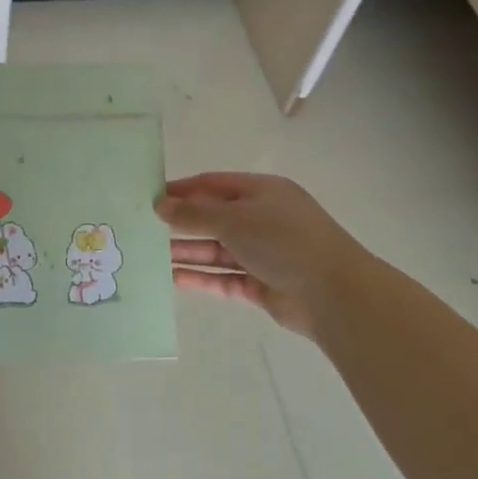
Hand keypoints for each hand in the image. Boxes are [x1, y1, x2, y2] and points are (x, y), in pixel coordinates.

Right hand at [156, 172, 356, 337]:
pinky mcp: (262, 284)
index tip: (149, 197)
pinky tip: (172, 278)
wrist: (334, 293)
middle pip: (214, 218)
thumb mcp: (233, 218)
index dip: (182, 190)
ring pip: (217, 250)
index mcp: (262, 192)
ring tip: (150, 255)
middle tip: (143, 229)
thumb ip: (194, 213)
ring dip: (187, 252)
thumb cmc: (283, 240)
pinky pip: (224, 278)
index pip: (213, 184)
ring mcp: (264, 253)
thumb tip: (160, 205)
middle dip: (181, 223)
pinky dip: (201, 278)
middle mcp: (263, 219)